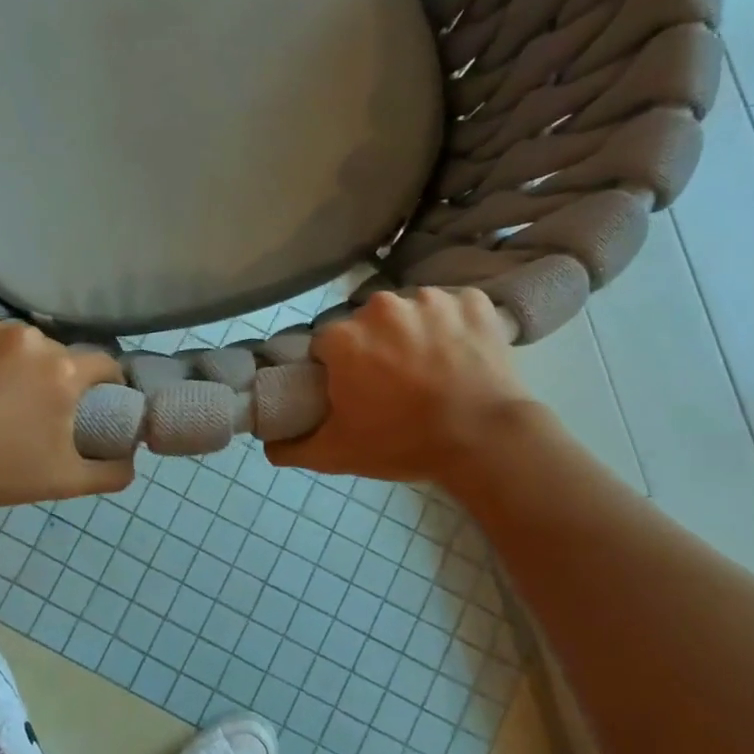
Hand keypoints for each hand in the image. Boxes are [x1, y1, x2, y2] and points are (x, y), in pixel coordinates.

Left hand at [0, 316, 132, 510]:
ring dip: (3, 360)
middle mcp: (28, 337)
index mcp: (63, 370)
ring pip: (6, 340)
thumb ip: (112, 471)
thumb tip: (132, 458)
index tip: (92, 399)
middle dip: (44, 375)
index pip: (102, 364)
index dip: (103, 382)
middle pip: (50, 352)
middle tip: (22, 406)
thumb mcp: (63, 482)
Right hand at [267, 288, 538, 486]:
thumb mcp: (338, 454)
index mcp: (344, 337)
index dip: (337, 368)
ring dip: (415, 332)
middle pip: (367, 323)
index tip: (355, 390)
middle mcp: (382, 306)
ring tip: (433, 369)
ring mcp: (431, 299)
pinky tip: (462, 353)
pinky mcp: (472, 300)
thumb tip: (267, 443)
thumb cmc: (404, 443)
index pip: (327, 345)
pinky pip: (453, 306)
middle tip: (395, 384)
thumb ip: (293, 447)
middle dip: (375, 347)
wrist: (485, 440)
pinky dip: (455, 324)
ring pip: (410, 311)